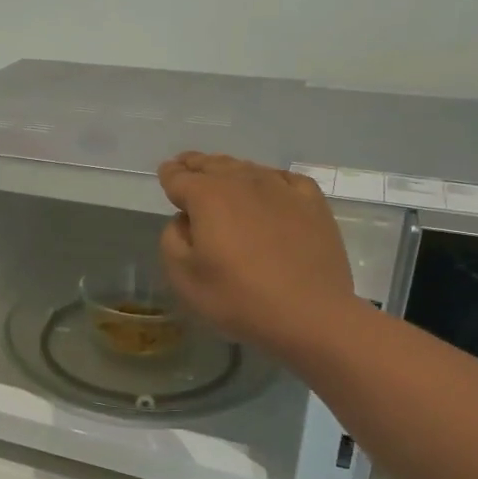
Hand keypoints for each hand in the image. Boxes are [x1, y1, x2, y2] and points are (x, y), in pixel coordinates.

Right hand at [157, 153, 358, 357]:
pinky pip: (284, 179)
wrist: (310, 314)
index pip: (179, 177)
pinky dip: (269, 179)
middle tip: (186, 165)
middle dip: (196, 164)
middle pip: (213, 164)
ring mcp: (281, 189)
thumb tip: (185, 220)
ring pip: (248, 168)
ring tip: (222, 175)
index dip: (169, 175)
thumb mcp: (183, 277)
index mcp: (207, 196)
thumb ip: (173, 239)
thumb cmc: (237, 298)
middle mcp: (243, 182)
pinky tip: (269, 188)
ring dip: (229, 170)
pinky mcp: (312, 203)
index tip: (165, 174)